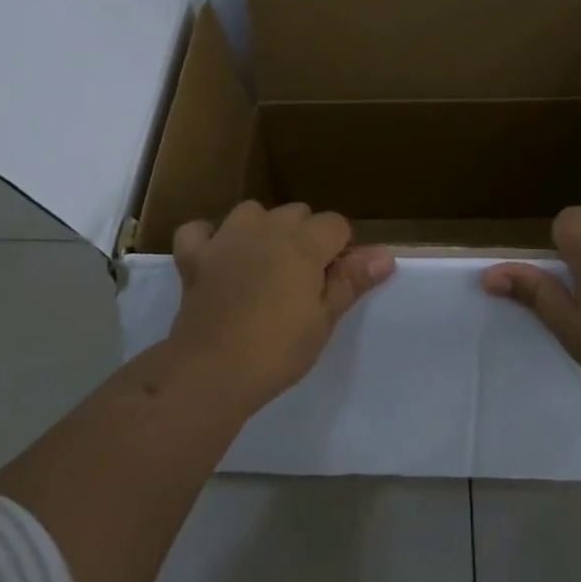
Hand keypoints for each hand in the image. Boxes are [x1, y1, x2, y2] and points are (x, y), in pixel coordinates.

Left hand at [169, 201, 395, 405]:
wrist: (213, 369)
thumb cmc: (278, 349)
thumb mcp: (324, 319)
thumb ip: (351, 280)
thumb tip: (385, 254)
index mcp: (303, 244)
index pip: (335, 224)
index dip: (341, 248)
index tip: (336, 279)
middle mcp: (266, 229)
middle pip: (297, 213)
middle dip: (305, 236)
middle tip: (303, 279)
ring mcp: (226, 238)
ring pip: (252, 212)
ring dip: (262, 229)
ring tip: (264, 262)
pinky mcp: (194, 256)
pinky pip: (199, 230)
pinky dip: (208, 238)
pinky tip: (216, 255)